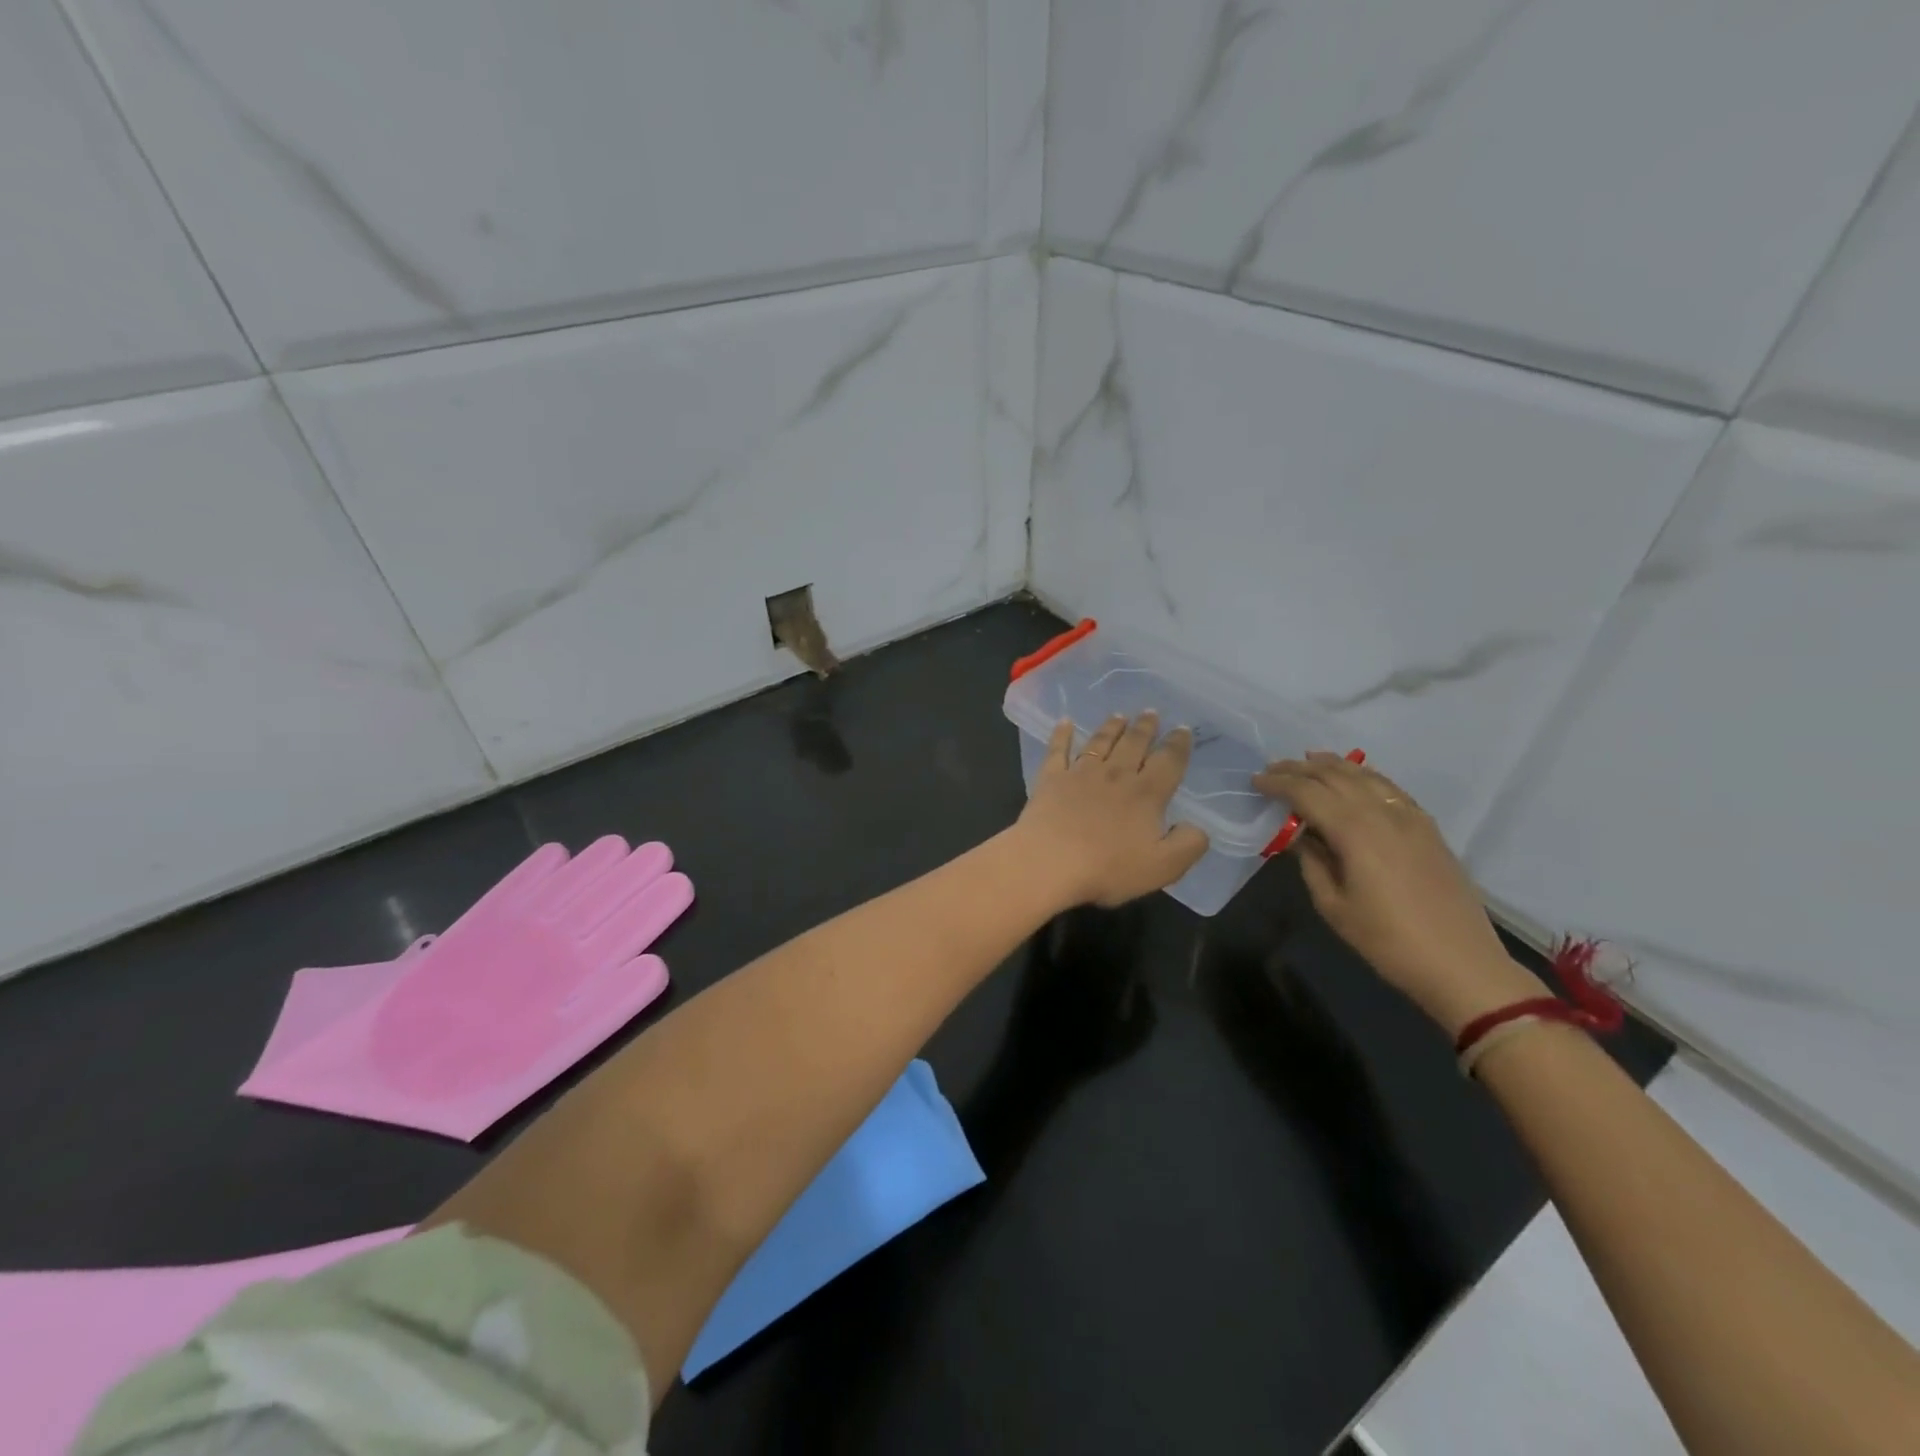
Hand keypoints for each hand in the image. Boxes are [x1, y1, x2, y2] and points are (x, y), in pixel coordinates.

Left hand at [1013, 713, 1209, 908]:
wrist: (1049, 863)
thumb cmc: (1108, 868)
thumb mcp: (1163, 867)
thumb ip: (1188, 844)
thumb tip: (1197, 826)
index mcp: (1146, 794)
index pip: (1169, 762)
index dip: (1178, 745)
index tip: (1183, 729)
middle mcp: (1115, 775)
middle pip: (1134, 744)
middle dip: (1145, 727)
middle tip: (1151, 712)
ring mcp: (1080, 774)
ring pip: (1100, 742)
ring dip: (1111, 727)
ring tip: (1119, 715)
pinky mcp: (1051, 779)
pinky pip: (1057, 750)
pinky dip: (1062, 734)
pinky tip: (1064, 722)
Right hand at [1254, 754, 1543, 1035]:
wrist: (1460, 964)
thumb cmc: (1386, 940)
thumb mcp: (1333, 905)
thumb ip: (1311, 862)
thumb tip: (1299, 836)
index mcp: (1355, 831)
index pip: (1308, 793)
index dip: (1279, 784)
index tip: (1255, 781)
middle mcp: (1382, 814)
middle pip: (1335, 777)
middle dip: (1301, 769)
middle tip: (1274, 767)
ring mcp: (1410, 818)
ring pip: (1366, 776)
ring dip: (1334, 765)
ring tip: (1310, 760)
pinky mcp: (1428, 828)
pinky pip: (1391, 788)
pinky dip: (1366, 776)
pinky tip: (1356, 778)